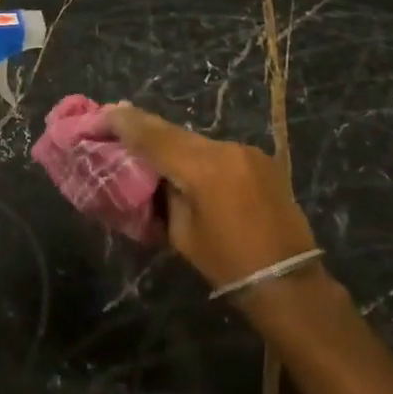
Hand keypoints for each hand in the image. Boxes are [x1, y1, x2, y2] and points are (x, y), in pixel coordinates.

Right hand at [105, 104, 318, 295]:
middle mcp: (226, 149)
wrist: (289, 281)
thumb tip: (155, 176)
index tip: (102, 112)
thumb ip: (165, 196)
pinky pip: (219, 151)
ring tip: (149, 147)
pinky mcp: (261, 160)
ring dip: (173, 144)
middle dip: (145, 129)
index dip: (126, 123)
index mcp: (203, 168)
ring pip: (197, 141)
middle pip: (175, 133)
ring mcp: (247, 151)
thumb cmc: (228, 265)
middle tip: (116, 121)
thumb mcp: (183, 234)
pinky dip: (199, 156)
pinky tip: (188, 167)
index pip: (154, 137)